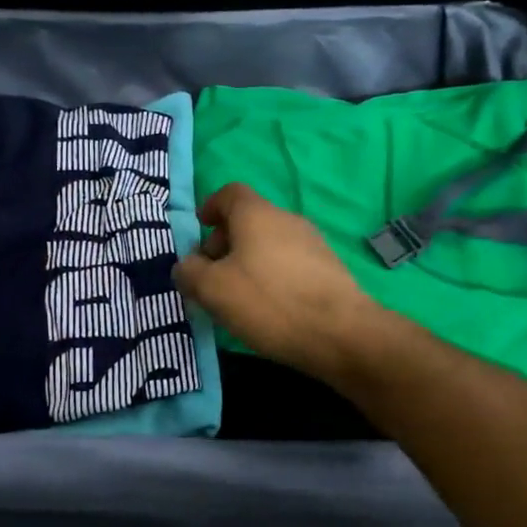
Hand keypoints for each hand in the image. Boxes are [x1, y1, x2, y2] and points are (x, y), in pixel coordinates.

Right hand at [174, 183, 389, 383]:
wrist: (341, 333)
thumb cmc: (269, 302)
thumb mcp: (213, 290)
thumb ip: (190, 273)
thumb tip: (186, 266)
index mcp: (256, 214)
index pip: (229, 193)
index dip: (210, 207)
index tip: (199, 228)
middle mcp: (287, 220)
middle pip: (249, 220)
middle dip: (224, 242)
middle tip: (210, 275)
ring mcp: (313, 244)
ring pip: (269, 244)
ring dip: (247, 262)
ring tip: (236, 296)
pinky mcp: (329, 270)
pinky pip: (289, 264)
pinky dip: (271, 276)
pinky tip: (267, 307)